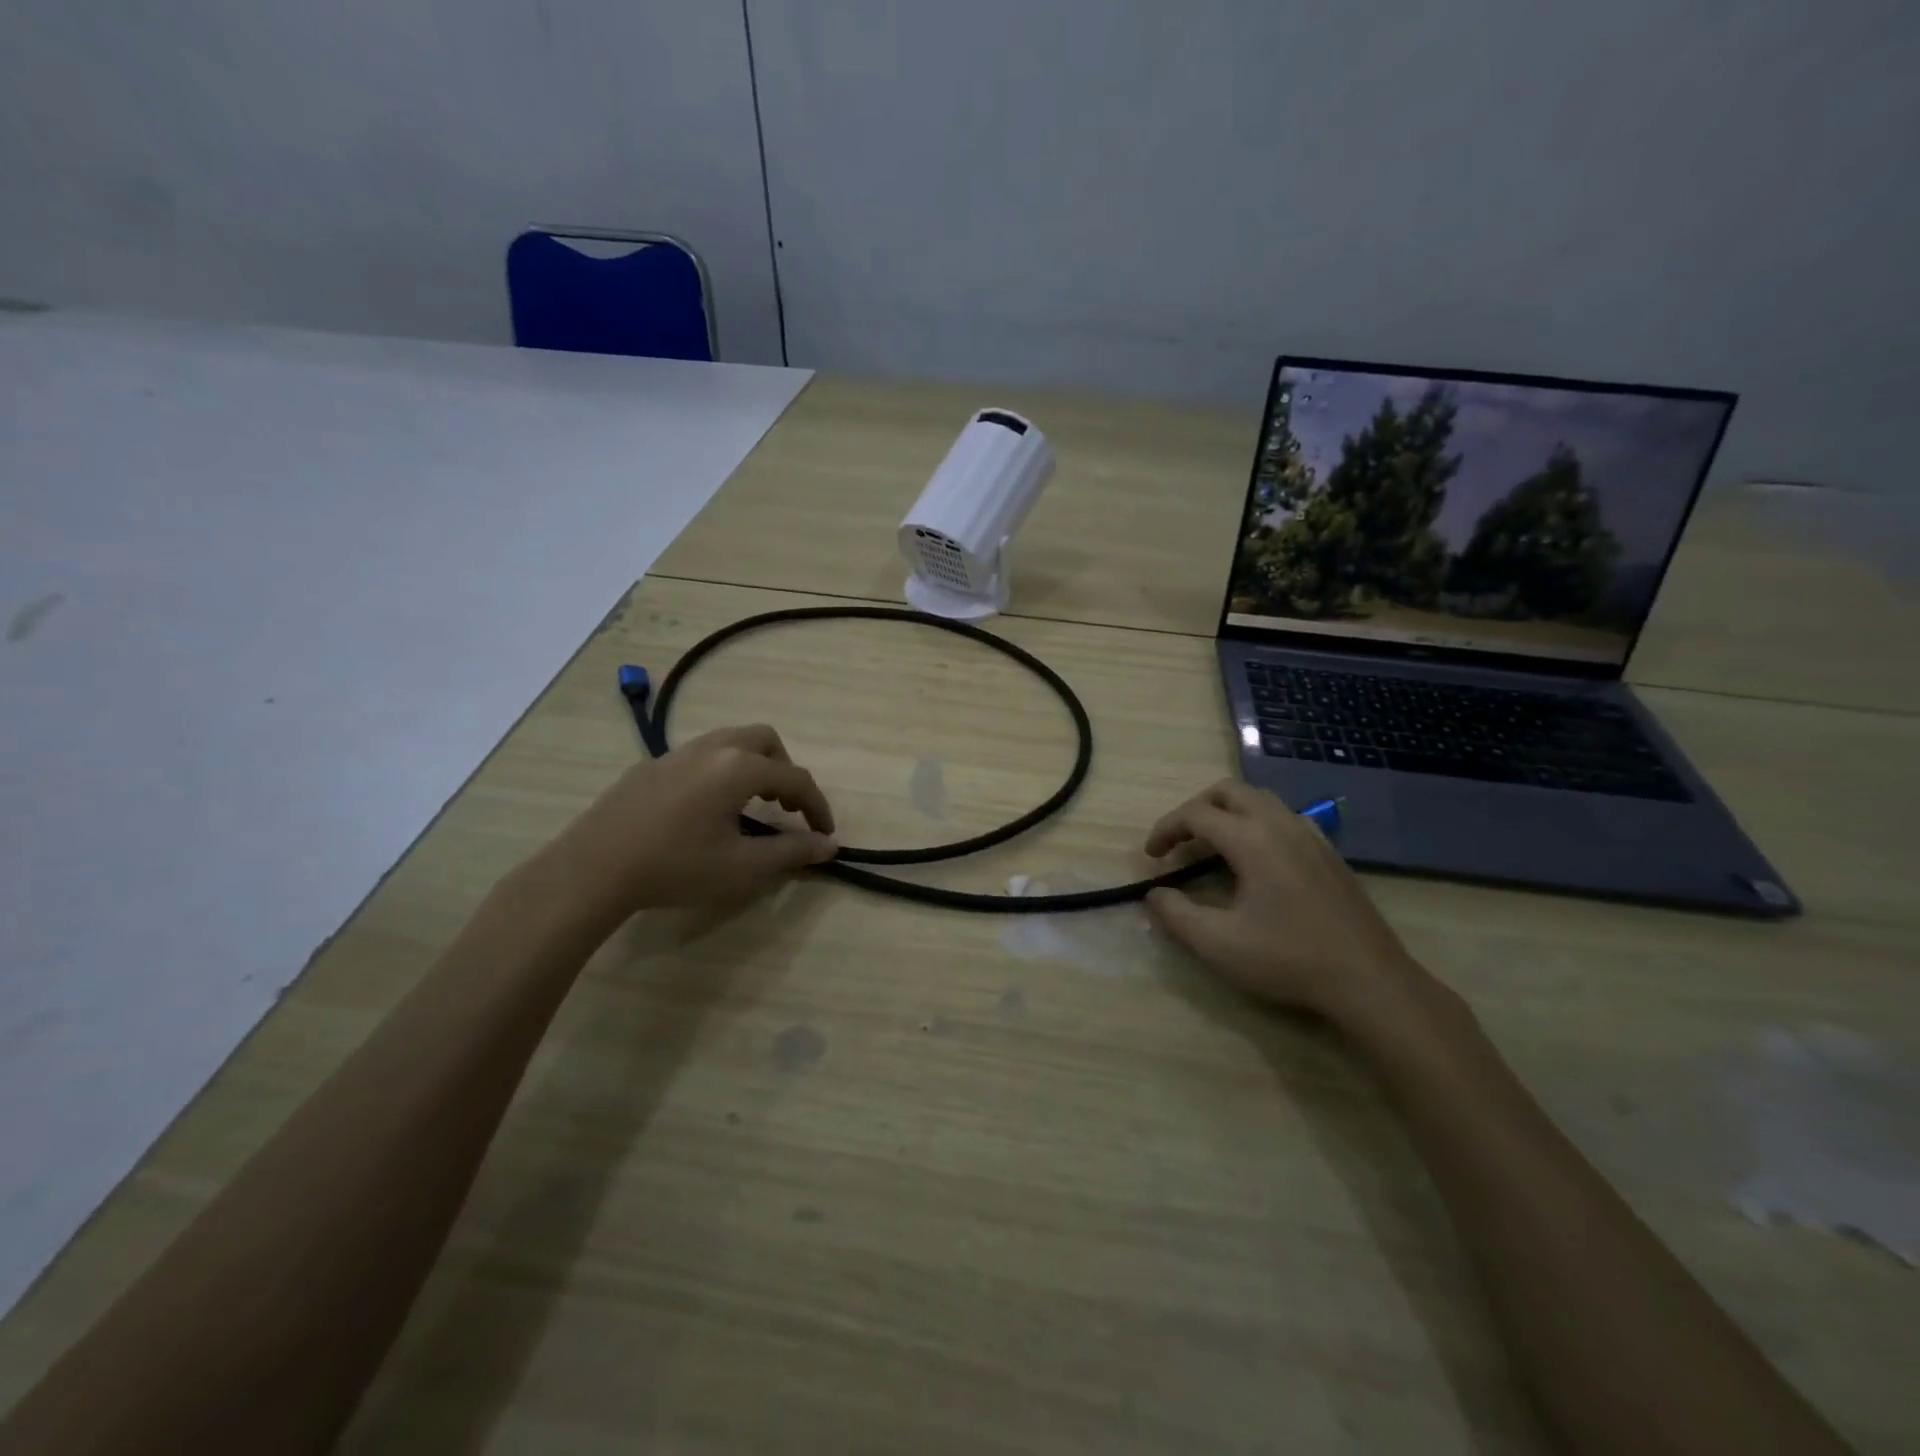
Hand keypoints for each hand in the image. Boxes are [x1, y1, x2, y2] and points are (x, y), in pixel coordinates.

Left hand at [539, 724, 836, 923]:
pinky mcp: (651, 765)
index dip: (817, 806)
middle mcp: (712, 748)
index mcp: (739, 768)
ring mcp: (678, 753)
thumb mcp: (742, 867)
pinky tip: (704, 809)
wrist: (593, 868)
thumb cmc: (676, 867)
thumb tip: (829, 846)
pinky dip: (721, 771)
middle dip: (785, 770)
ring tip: (749, 805)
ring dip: (753, 766)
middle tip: (784, 807)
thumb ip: (791, 851)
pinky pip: (701, 755)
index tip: (825, 834)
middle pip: (765, 740)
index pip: (795, 778)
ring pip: (730, 742)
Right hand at [1144, 779, 1432, 1024]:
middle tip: (1179, 841)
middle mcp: (1281, 825)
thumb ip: (1176, 915)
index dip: (1166, 829)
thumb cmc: (1288, 959)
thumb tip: (1154, 894)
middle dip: (1195, 808)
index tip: (1151, 856)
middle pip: (1228, 791)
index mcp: (1252, 840)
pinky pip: (1284, 817)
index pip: (1196, 814)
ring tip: (1212, 846)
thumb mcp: (1218, 944)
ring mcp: (1310, 835)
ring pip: (1259, 800)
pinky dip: (1256, 823)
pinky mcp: (1328, 852)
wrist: (1368, 980)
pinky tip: (1255, 859)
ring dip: (1227, 812)